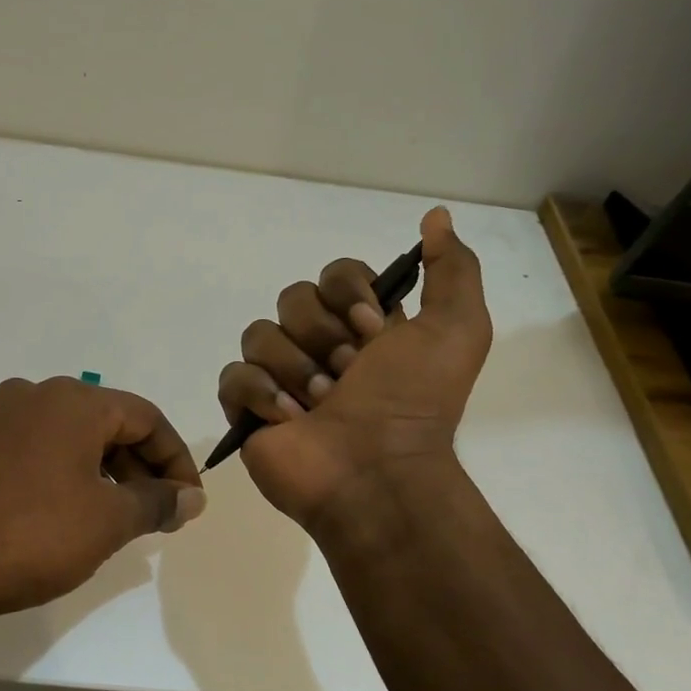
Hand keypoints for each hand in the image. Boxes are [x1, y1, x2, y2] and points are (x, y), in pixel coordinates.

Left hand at [0, 377, 204, 624]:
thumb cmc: (30, 536)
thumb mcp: (107, 522)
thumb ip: (157, 503)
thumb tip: (192, 497)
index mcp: (73, 400)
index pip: (146, 418)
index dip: (176, 460)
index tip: (187, 502)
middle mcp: (34, 394)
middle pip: (108, 423)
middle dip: (140, 468)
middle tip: (156, 515)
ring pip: (70, 436)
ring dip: (103, 472)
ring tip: (115, 519)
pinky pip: (36, 448)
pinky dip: (64, 473)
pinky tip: (66, 513)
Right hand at [217, 206, 491, 526]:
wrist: (378, 474)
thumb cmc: (414, 402)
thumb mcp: (457, 329)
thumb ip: (451, 269)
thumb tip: (435, 216)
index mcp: (363, 326)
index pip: (334, 274)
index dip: (348, 293)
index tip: (372, 328)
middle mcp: (320, 346)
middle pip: (293, 298)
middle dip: (321, 335)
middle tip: (348, 374)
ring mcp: (280, 378)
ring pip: (259, 334)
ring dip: (296, 369)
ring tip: (320, 404)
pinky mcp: (248, 410)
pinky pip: (233, 376)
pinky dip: (260, 394)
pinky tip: (289, 419)